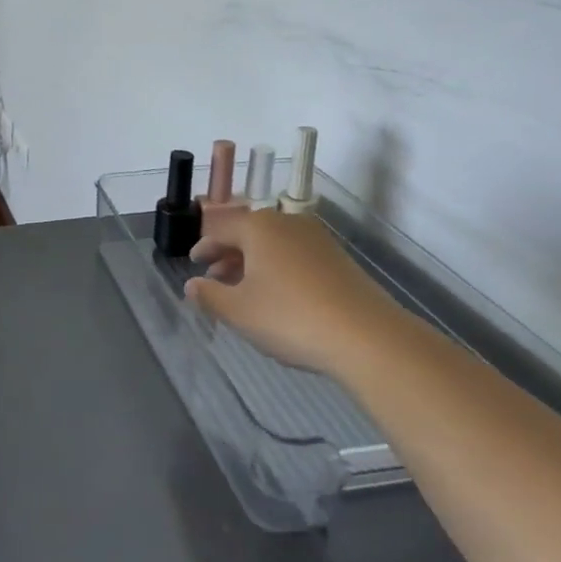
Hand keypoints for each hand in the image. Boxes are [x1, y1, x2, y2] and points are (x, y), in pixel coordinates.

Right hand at [183, 208, 406, 375]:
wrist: (368, 338)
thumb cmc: (290, 317)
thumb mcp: (238, 311)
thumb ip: (209, 295)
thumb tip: (192, 285)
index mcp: (258, 227)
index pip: (219, 228)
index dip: (203, 246)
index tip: (194, 264)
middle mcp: (287, 223)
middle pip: (248, 232)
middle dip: (228, 254)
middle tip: (215, 278)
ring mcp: (317, 239)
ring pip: (274, 244)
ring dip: (253, 262)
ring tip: (244, 290)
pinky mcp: (339, 259)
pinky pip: (296, 255)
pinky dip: (279, 268)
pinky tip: (279, 296)